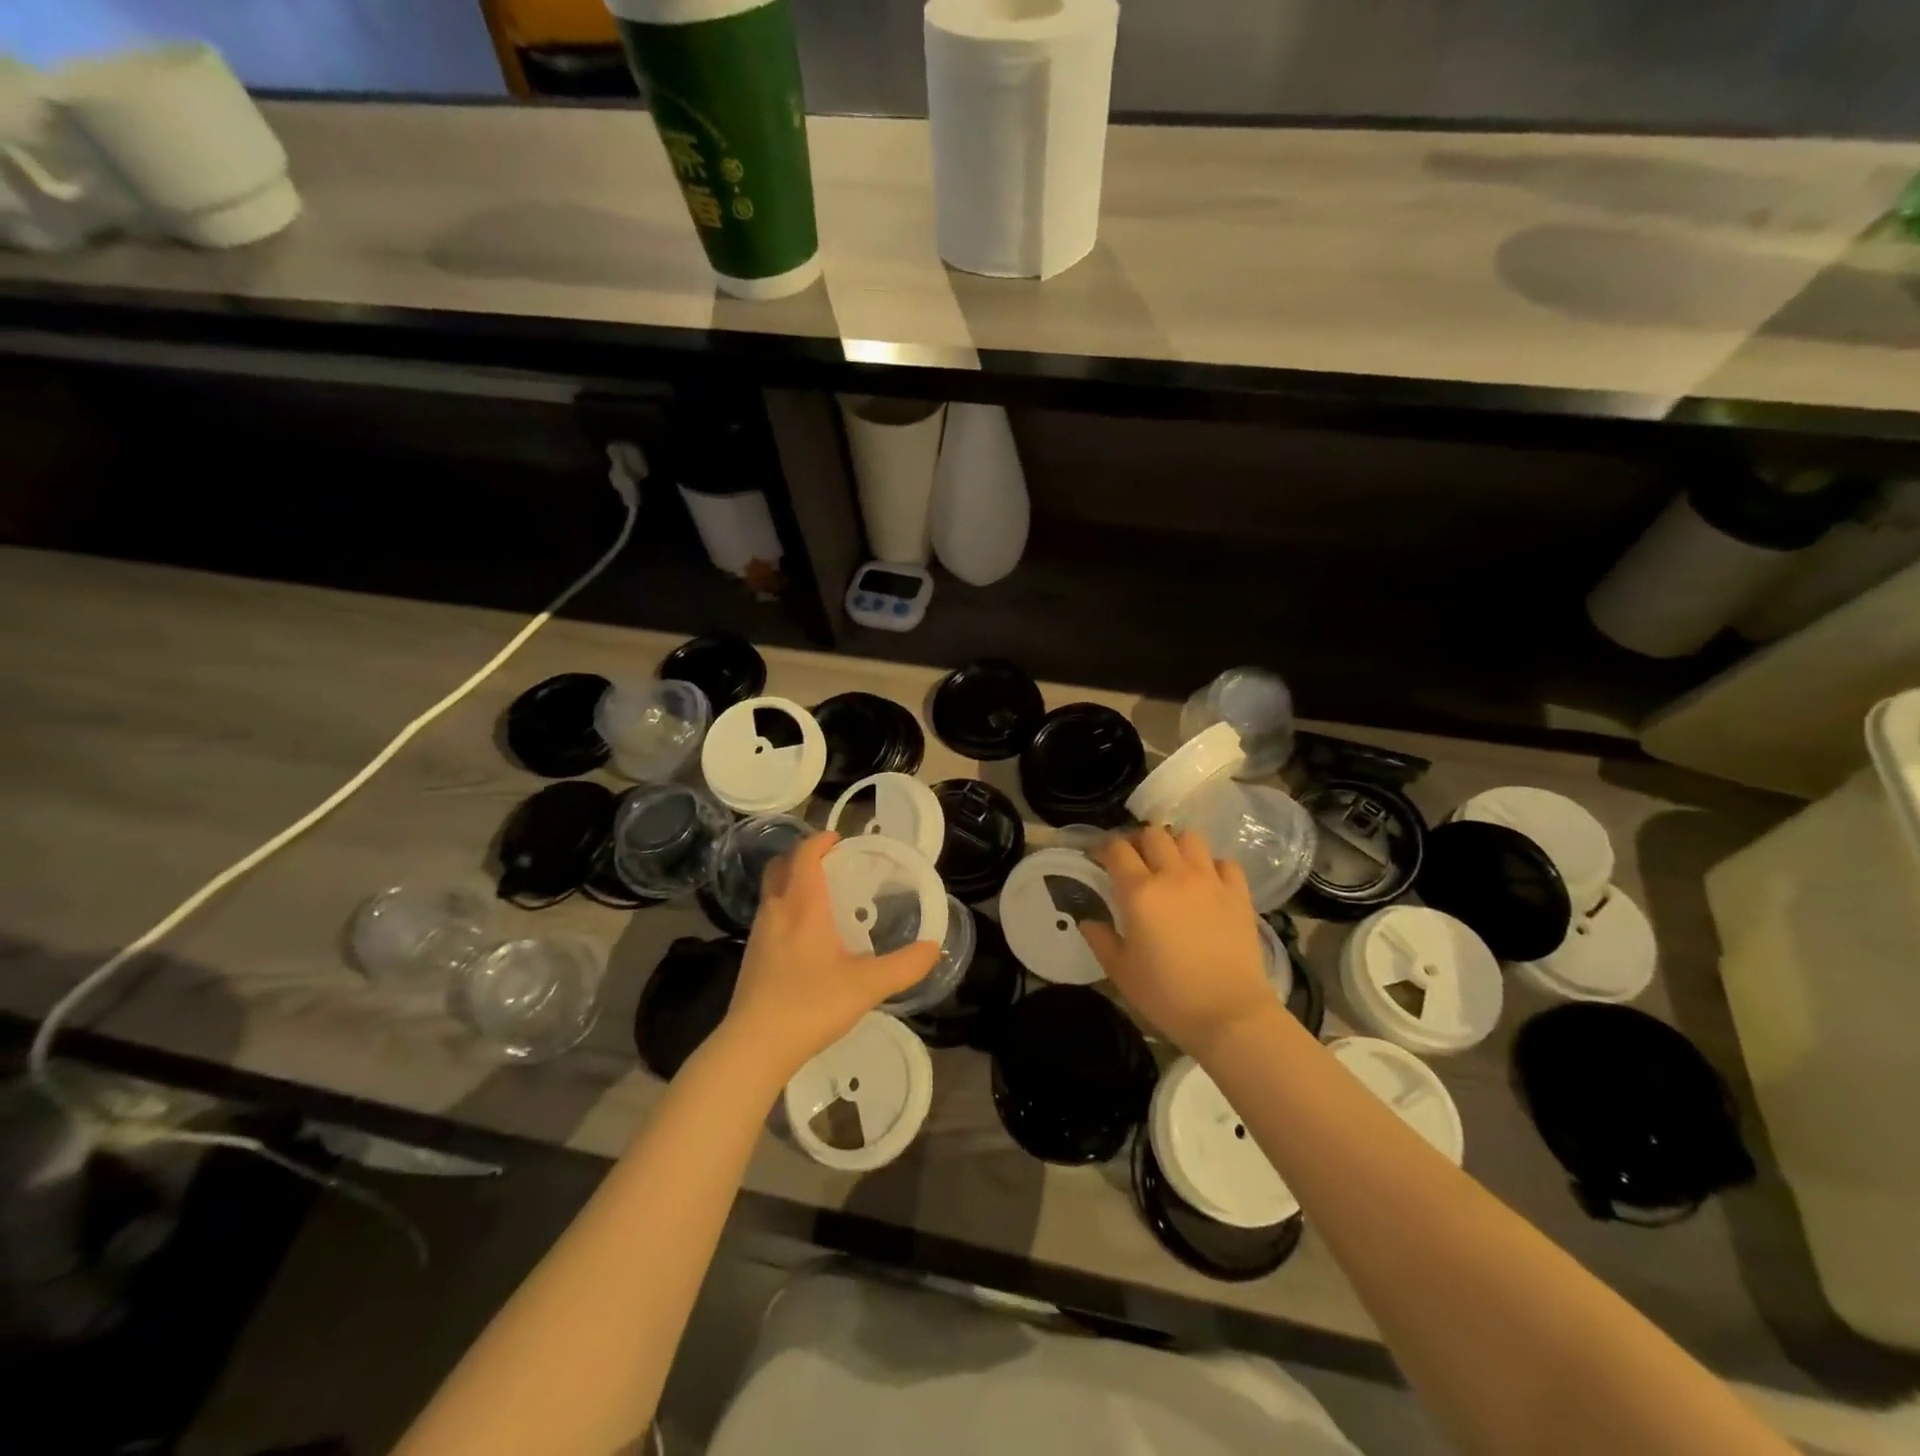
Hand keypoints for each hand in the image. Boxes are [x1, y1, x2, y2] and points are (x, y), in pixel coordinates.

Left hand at [723, 832, 939, 1082]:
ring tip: (823, 899)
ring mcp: (759, 935)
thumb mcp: (868, 986)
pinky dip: (787, 911)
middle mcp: (777, 911)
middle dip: (802, 858)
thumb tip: (935, 947)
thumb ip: (905, 965)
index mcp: (803, 905)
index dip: (820, 841)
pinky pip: (770, 918)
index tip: (839, 840)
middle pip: (780, 867)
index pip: (805, 855)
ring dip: (793, 884)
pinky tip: (806, 938)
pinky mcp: (751, 958)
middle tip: (830, 864)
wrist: (754, 1047)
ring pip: (772, 893)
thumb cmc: (811, 1004)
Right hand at [1081, 826, 1276, 1058]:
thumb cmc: (1167, 995)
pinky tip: (1206, 883)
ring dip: (1175, 846)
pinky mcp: (1238, 894)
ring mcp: (1210, 881)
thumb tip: (1086, 921)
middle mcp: (1174, 876)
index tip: (1100, 859)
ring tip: (1171, 866)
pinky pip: (1224, 862)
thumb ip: (1100, 939)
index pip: (1117, 850)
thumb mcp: (1121, 972)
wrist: (1229, 1014)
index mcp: (1140, 892)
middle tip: (1135, 862)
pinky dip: (1212, 866)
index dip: (1105, 849)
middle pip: (1153, 834)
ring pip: (1189, 838)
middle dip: (1139, 842)